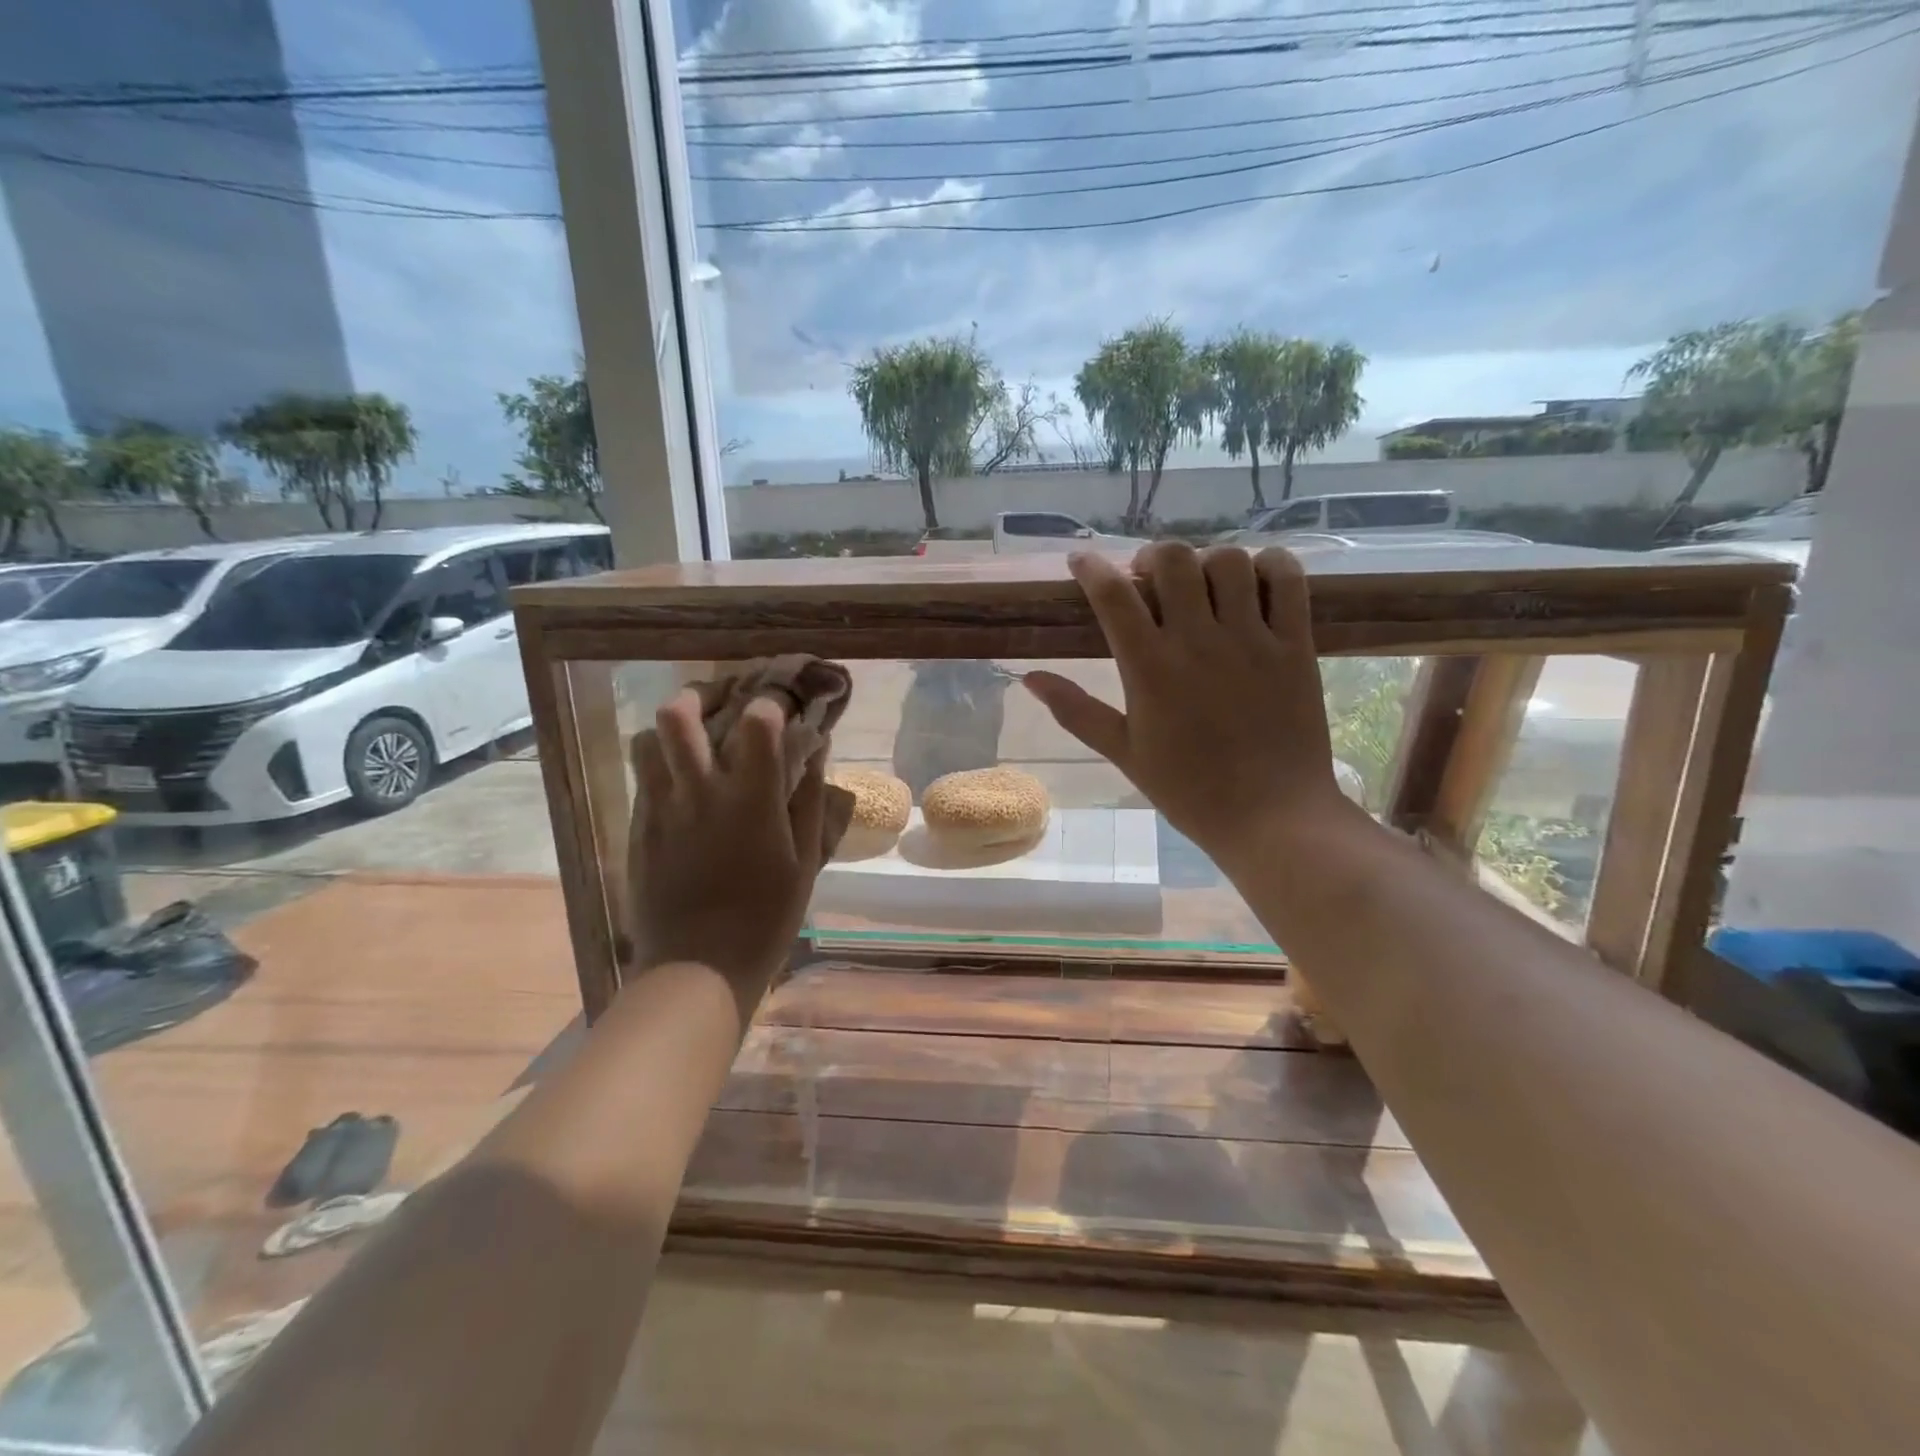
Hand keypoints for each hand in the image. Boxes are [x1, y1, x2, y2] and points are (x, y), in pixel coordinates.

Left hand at [627, 691, 827, 1014]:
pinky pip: (642, 780)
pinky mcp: (638, 831)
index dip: (770, 703)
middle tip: (719, 705)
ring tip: (692, 743)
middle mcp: (700, 791)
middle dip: (699, 696)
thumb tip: (815, 752)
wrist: (698, 967)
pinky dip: (660, 768)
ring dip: (669, 731)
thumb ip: (810, 801)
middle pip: (678, 715)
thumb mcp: (805, 861)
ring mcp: (661, 809)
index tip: (780, 709)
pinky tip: (681, 787)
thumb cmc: (766, 917)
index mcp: (751, 797)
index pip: (756, 719)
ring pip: (646, 742)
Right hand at [1024, 543, 1355, 872]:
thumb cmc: (1189, 790)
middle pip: (1172, 561)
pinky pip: (1288, 579)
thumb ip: (1076, 711)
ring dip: (1207, 561)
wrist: (1271, 817)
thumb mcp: (1123, 752)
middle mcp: (1199, 641)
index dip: (1092, 568)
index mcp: (1150, 669)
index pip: (1114, 596)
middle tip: (1148, 579)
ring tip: (1202, 584)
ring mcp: (1252, 639)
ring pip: (1228, 561)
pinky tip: (1255, 579)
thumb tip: (1030, 679)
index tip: (1081, 560)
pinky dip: (1270, 565)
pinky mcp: (1296, 645)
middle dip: (1151, 557)